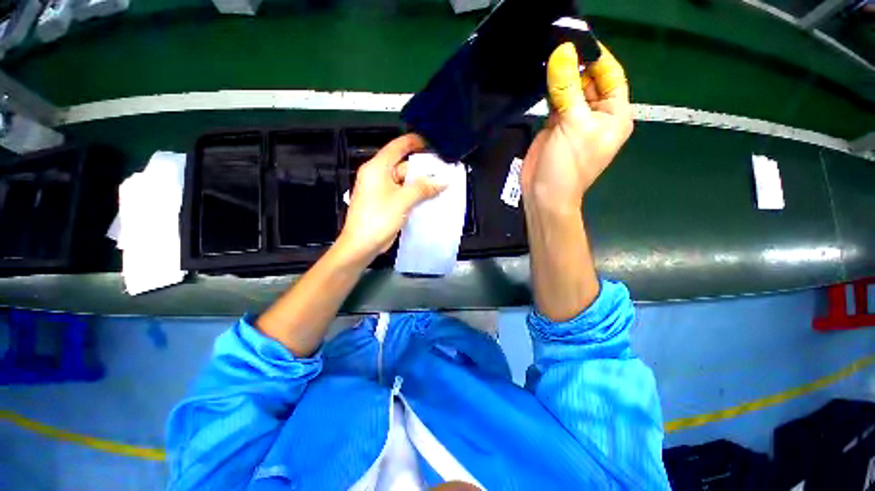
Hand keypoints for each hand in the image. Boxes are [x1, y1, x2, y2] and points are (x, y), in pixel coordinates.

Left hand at [336, 133, 445, 265]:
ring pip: (405, 182)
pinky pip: (403, 193)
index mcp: (377, 168)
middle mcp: (378, 175)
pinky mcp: (386, 202)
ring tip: (442, 185)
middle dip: (423, 169)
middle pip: (403, 166)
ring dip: (421, 184)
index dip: (414, 141)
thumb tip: (443, 182)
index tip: (432, 143)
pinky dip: (415, 195)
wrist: (361, 245)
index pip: (397, 147)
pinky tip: (430, 198)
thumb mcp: (402, 200)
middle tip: (444, 171)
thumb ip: (423, 188)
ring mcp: (382, 190)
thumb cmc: (378, 218)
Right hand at [521, 42, 632, 212]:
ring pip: (570, 90)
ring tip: (547, 55)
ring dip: (560, 76)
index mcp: (614, 114)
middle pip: (590, 80)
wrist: (544, 194)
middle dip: (575, 65)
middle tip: (556, 44)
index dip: (597, 57)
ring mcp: (575, 120)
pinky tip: (541, 77)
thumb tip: (563, 52)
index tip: (577, 39)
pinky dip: (549, 90)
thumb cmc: (567, 165)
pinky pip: (555, 101)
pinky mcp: (556, 126)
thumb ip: (567, 89)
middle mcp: (597, 114)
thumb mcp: (572, 125)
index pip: (612, 75)